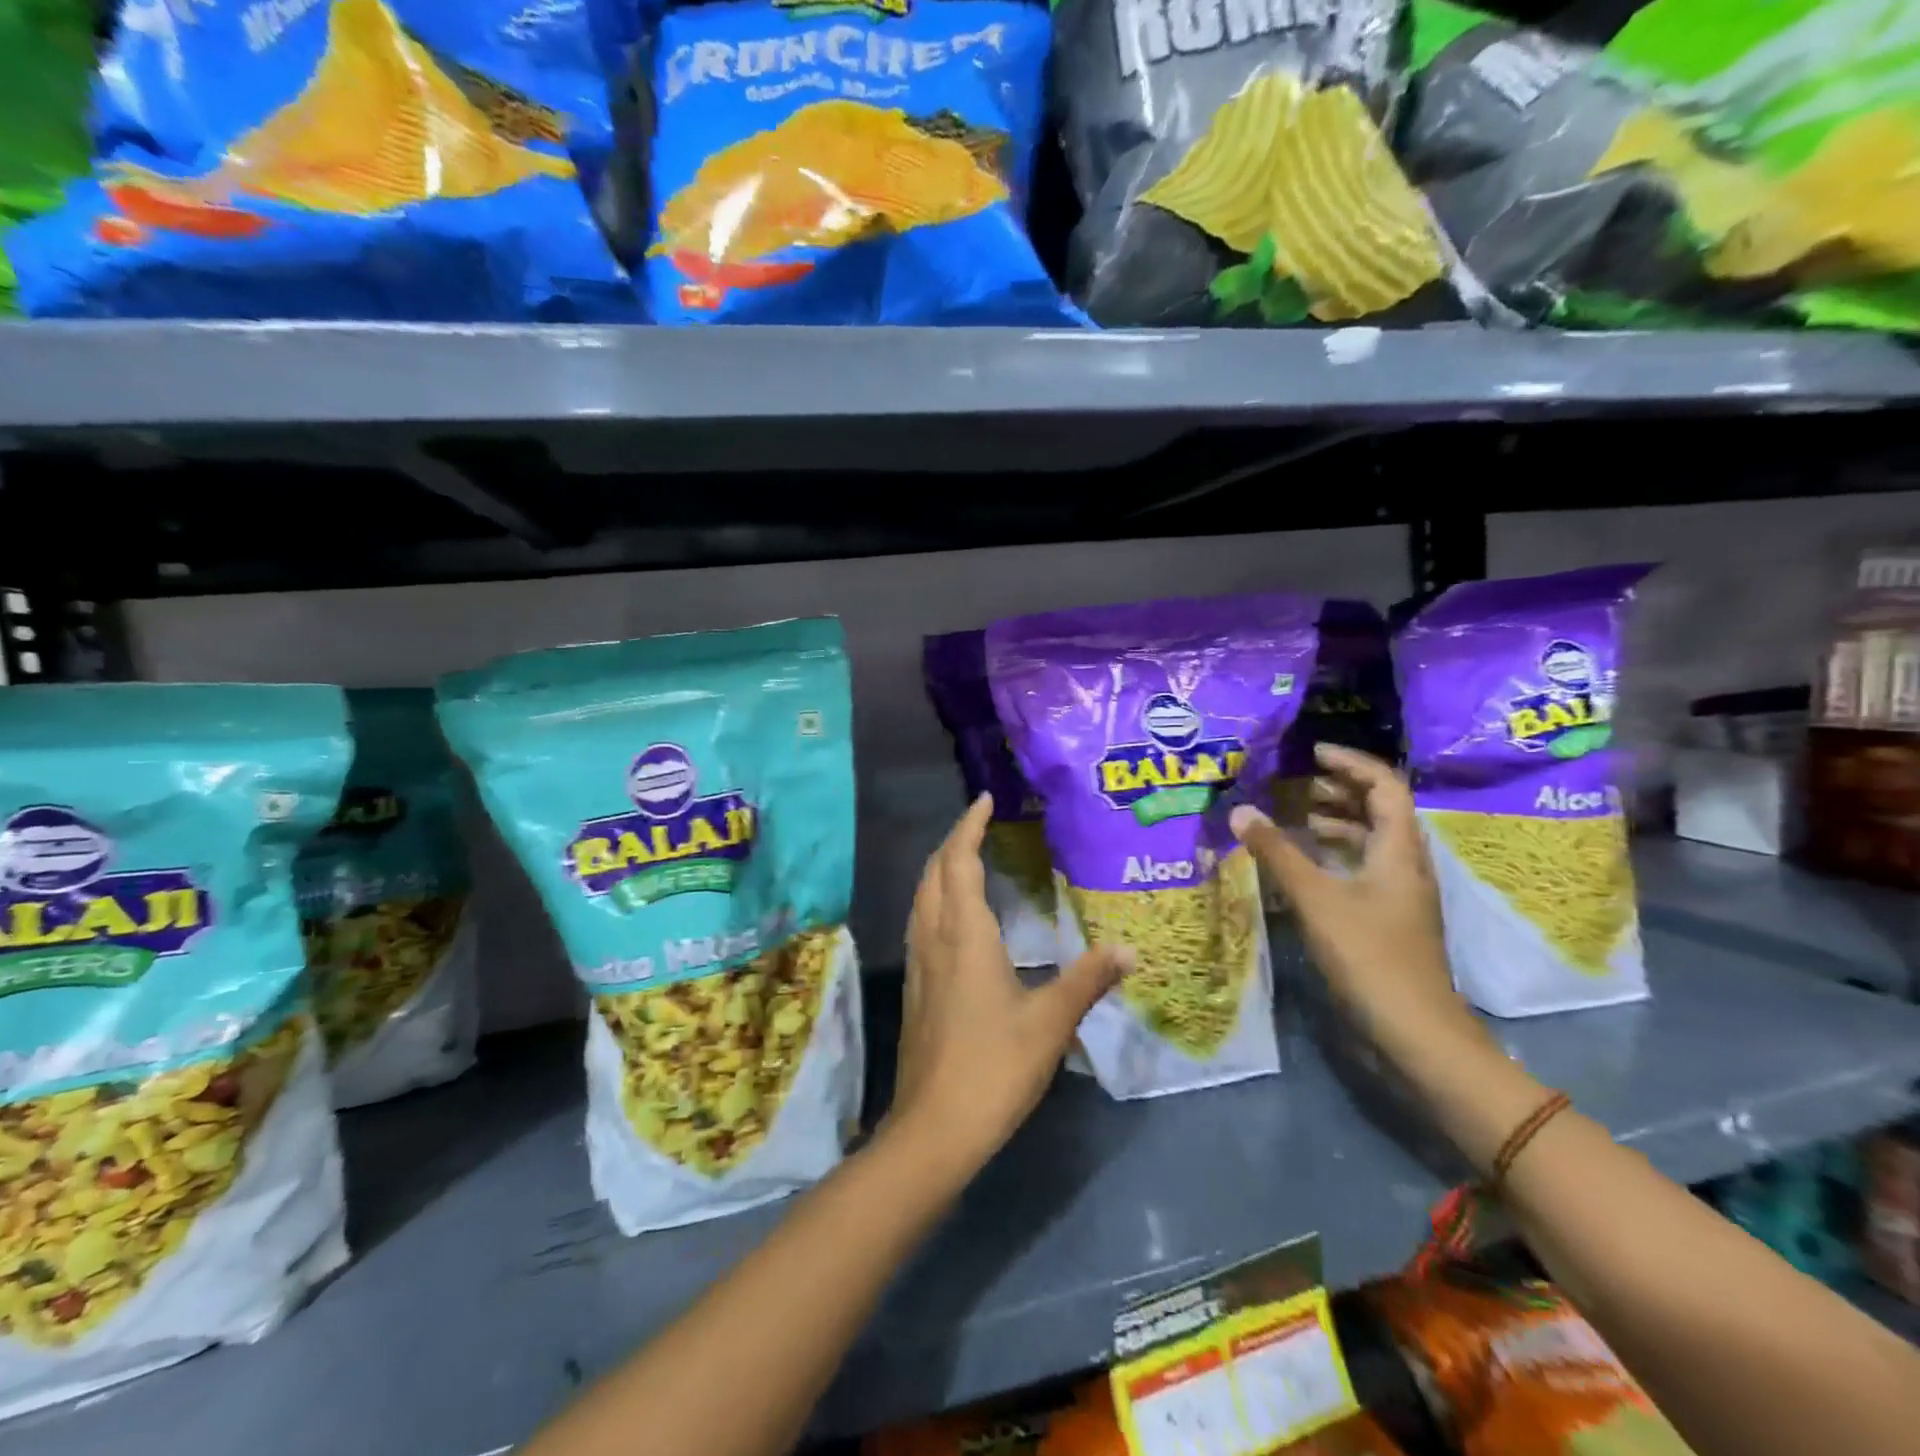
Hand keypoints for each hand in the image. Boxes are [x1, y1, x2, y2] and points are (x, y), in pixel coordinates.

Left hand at [889, 794, 1132, 1175]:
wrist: (933, 1128)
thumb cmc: (994, 1067)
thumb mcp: (1050, 1022)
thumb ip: (1088, 979)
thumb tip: (1128, 948)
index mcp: (963, 934)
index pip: (959, 862)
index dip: (969, 826)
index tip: (984, 799)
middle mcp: (933, 938)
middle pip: (934, 873)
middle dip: (953, 841)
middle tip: (980, 823)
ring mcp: (918, 964)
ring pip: (922, 898)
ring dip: (940, 869)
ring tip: (967, 859)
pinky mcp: (915, 988)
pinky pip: (921, 923)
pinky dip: (936, 900)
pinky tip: (955, 919)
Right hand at [1229, 744, 1474, 1059]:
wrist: (1414, 1031)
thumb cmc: (1369, 955)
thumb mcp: (1316, 899)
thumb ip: (1277, 853)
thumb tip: (1241, 810)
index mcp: (1399, 850)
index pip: (1385, 786)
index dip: (1352, 763)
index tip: (1314, 752)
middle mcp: (1406, 865)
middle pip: (1382, 811)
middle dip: (1343, 790)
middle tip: (1302, 782)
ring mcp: (1401, 895)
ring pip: (1373, 842)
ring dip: (1340, 823)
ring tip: (1300, 817)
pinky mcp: (1389, 919)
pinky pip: (1364, 869)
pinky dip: (1337, 855)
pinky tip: (1307, 865)